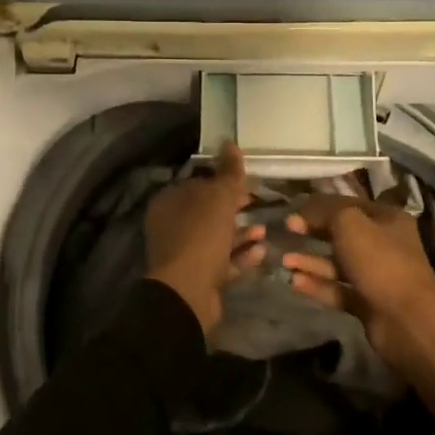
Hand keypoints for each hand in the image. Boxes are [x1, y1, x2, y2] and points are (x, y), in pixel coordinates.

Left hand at [144, 143, 264, 333]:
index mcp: (170, 202)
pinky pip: (223, 262)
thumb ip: (228, 172)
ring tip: (265, 230)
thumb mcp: (219, 197)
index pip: (198, 184)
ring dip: (242, 233)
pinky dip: (241, 255)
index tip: (248, 184)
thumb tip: (229, 142)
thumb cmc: (201, 235)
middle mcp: (172, 226)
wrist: (188, 292)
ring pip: (216, 238)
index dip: (223, 182)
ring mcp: (184, 254)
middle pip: (208, 212)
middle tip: (260, 206)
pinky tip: (262, 251)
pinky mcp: (198, 277)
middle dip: (235, 209)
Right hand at [286, 193, 434, 434]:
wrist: (406, 320)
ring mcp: (376, 275)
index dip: (319, 206)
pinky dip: (318, 285)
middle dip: (313, 232)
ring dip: (311, 260)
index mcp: (386, 219)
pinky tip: (294, 282)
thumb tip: (303, 212)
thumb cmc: (380, 261)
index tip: (292, 212)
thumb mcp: (350, 224)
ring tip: (284, 260)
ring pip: (337, 263)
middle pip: (341, 233)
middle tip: (286, 231)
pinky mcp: (367, 303)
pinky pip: (338, 289)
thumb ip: (325, 212)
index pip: (348, 204)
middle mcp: (383, 244)